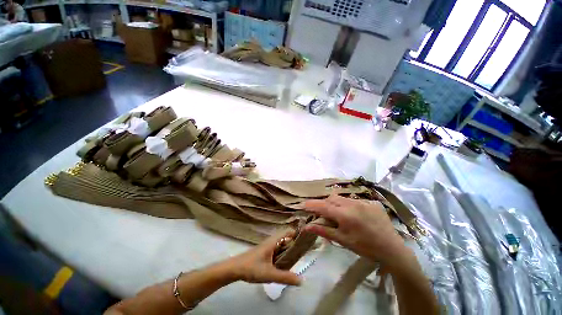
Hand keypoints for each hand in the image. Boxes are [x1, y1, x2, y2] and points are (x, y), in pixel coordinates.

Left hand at [225, 230, 300, 285]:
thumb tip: (302, 280)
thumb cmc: (252, 268)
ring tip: (298, 259)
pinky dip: (284, 254)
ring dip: (290, 249)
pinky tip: (286, 264)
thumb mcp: (269, 274)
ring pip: (282, 245)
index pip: (288, 232)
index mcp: (274, 241)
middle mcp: (272, 241)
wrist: (234, 269)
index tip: (307, 240)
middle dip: (296, 244)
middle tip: (305, 253)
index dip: (298, 234)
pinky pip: (278, 250)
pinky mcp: (265, 253)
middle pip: (287, 238)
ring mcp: (268, 247)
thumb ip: (285, 277)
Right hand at [303, 195, 411, 270]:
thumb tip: (306, 227)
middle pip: (332, 199)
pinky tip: (354, 215)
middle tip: (323, 212)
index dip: (312, 204)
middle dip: (324, 204)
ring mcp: (363, 201)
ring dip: (336, 203)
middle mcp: (353, 204)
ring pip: (342, 198)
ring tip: (338, 214)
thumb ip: (324, 231)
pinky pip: (354, 200)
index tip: (303, 204)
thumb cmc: (365, 248)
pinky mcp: (371, 202)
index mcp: (345, 216)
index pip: (323, 206)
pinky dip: (348, 205)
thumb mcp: (343, 241)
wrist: (392, 249)